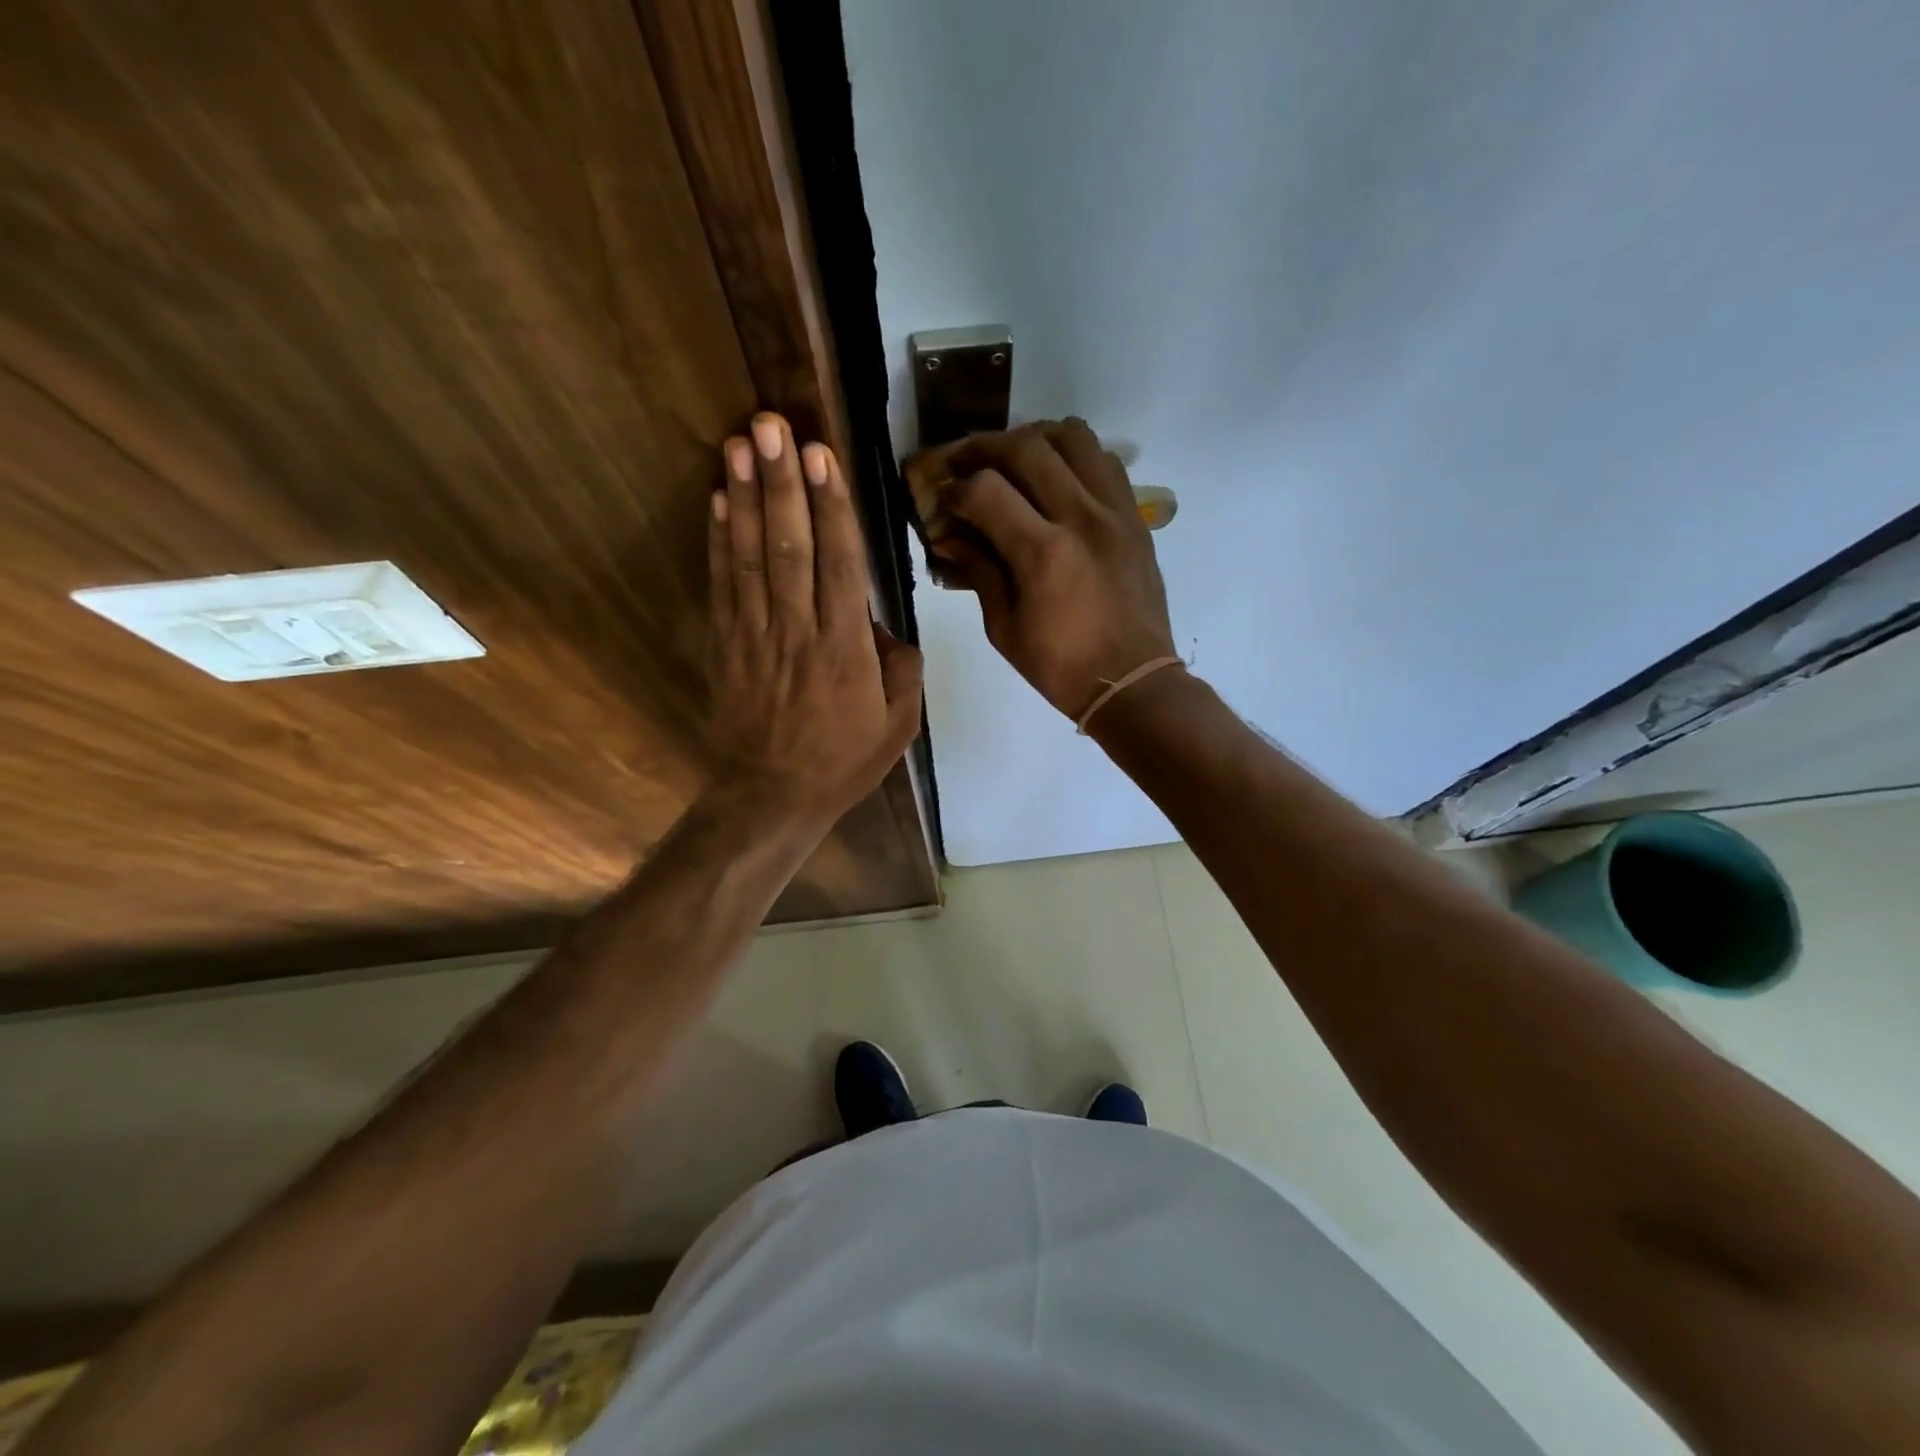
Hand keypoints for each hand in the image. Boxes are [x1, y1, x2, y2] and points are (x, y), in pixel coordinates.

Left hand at [707, 413, 923, 824]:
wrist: (773, 796)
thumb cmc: (843, 761)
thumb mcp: (899, 725)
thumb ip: (902, 668)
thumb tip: (884, 626)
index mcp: (845, 650)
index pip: (839, 564)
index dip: (830, 506)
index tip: (821, 455)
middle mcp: (798, 632)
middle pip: (790, 547)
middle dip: (782, 483)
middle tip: (771, 425)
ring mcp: (755, 636)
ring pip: (752, 557)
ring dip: (747, 497)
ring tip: (740, 443)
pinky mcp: (726, 645)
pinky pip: (723, 585)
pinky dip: (719, 541)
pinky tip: (720, 500)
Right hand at [931, 419, 1177, 720]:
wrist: (1133, 682)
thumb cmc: (1061, 667)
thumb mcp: (1004, 629)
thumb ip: (979, 572)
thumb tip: (950, 536)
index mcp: (1043, 554)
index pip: (986, 490)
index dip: (955, 488)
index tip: (943, 499)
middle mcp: (1082, 518)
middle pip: (1027, 447)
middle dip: (984, 448)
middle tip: (963, 463)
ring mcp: (1115, 512)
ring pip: (1073, 437)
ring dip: (1033, 438)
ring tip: (1012, 460)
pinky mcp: (1134, 517)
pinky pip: (1103, 461)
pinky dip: (1073, 456)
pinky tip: (1056, 477)